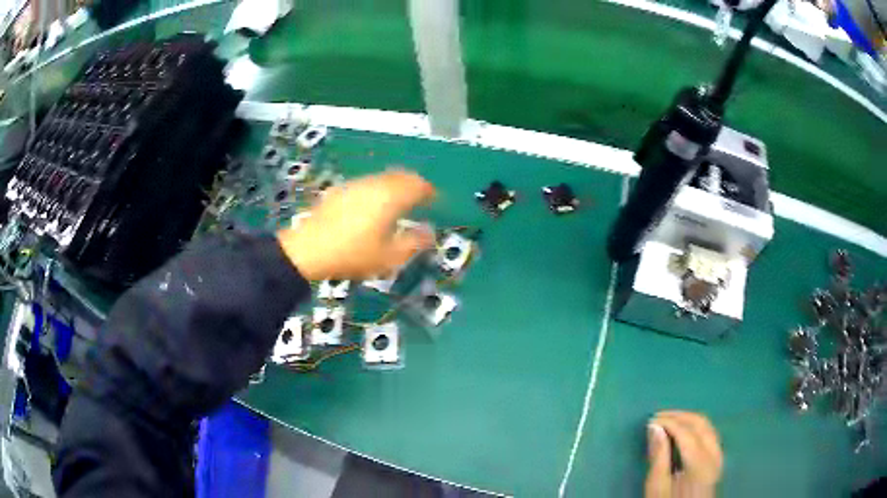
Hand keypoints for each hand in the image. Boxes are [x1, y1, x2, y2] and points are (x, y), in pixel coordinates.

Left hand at [277, 170, 435, 280]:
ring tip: (398, 201)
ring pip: (383, 177)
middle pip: (401, 175)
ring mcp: (355, 185)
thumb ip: (414, 243)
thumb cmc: (353, 255)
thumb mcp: (389, 257)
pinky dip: (377, 189)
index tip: (435, 199)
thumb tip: (429, 232)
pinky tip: (371, 204)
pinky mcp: (339, 190)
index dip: (430, 191)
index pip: (418, 185)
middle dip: (414, 184)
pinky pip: (366, 183)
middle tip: (420, 196)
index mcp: (391, 197)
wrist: (309, 251)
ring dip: (395, 185)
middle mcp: (375, 184)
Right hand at [645, 411, 722, 497]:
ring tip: (669, 422)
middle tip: (659, 416)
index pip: (686, 432)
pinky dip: (696, 428)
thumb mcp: (657, 486)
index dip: (669, 422)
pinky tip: (683, 432)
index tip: (650, 421)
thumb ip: (658, 456)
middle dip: (680, 416)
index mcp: (700, 464)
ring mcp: (719, 457)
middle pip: (701, 424)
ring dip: (689, 420)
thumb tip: (654, 427)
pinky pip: (710, 435)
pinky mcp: (718, 460)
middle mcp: (714, 455)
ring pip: (708, 427)